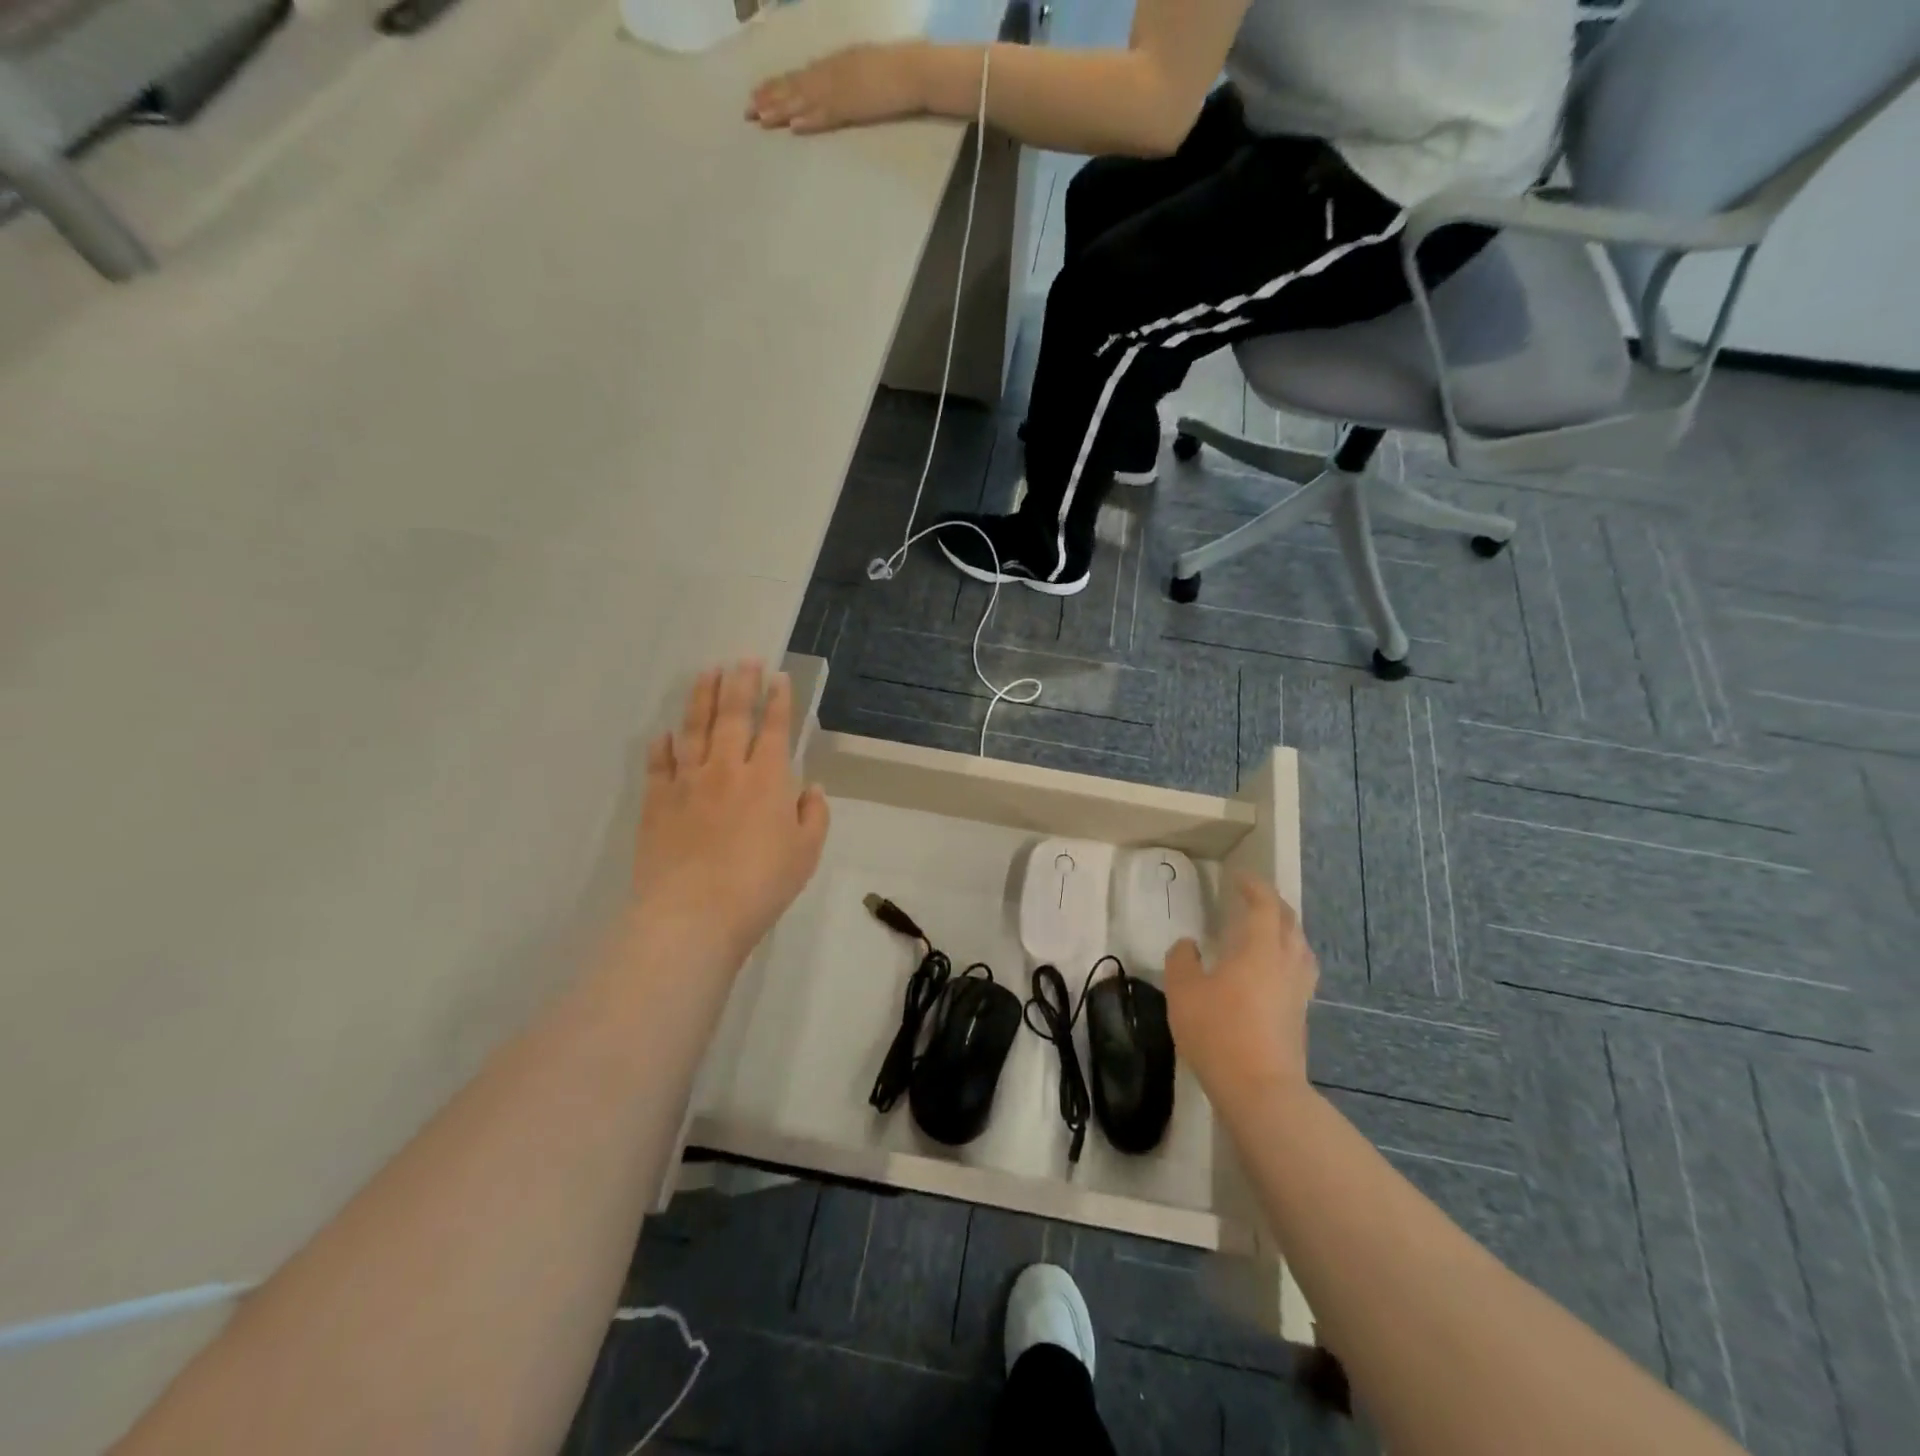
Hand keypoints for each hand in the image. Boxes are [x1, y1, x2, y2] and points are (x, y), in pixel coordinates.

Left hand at [631, 661, 829, 972]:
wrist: (694, 914)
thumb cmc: (761, 885)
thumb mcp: (806, 853)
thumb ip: (813, 815)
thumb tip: (812, 787)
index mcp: (768, 779)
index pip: (774, 728)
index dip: (777, 700)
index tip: (777, 676)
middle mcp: (727, 770)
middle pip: (732, 716)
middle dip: (739, 684)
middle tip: (742, 659)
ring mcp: (687, 783)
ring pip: (694, 730)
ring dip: (701, 698)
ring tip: (706, 673)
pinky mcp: (656, 803)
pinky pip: (658, 765)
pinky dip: (661, 746)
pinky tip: (663, 733)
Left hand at [746, 42, 925, 133]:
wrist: (913, 70)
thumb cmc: (893, 71)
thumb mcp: (861, 69)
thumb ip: (843, 78)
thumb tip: (826, 88)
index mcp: (833, 65)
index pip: (798, 76)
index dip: (775, 85)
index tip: (756, 94)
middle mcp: (831, 74)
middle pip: (794, 87)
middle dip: (769, 98)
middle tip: (747, 111)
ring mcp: (841, 90)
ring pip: (804, 100)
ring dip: (781, 110)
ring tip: (761, 119)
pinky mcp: (853, 107)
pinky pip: (827, 115)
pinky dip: (810, 119)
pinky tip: (794, 126)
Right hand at [1165, 873, 1316, 1108]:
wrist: (1260, 1089)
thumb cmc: (1218, 1032)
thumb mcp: (1184, 991)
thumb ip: (1182, 960)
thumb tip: (1188, 945)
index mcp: (1260, 949)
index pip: (1265, 905)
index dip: (1254, 887)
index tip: (1239, 877)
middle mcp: (1286, 963)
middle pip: (1289, 922)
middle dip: (1272, 904)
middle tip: (1252, 897)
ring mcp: (1298, 991)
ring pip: (1300, 947)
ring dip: (1285, 930)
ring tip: (1267, 930)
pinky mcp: (1301, 1015)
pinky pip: (1299, 970)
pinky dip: (1287, 956)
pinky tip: (1271, 970)